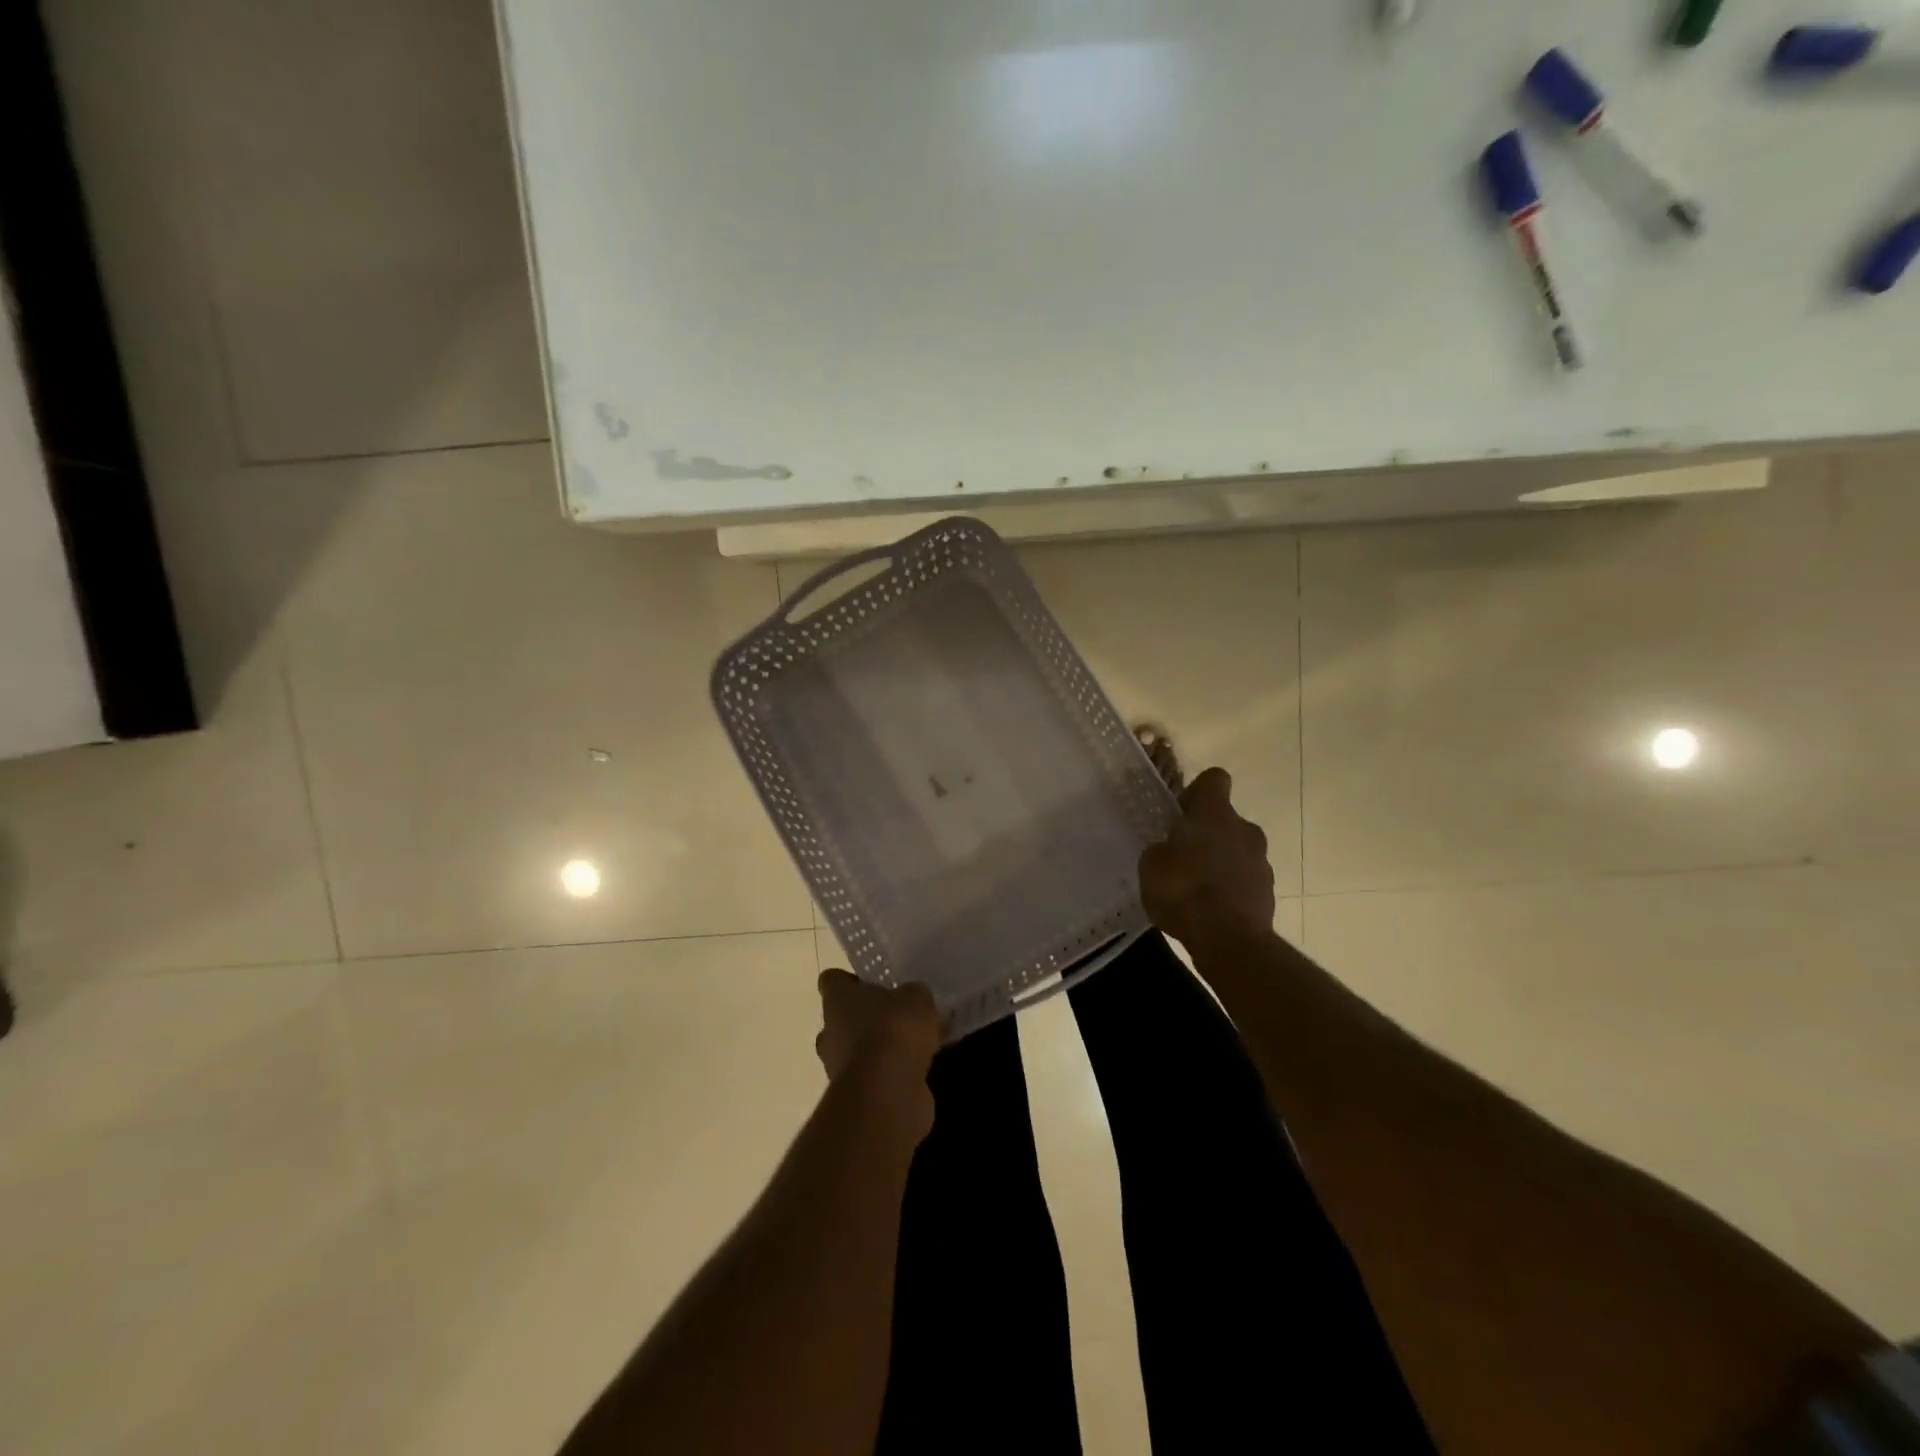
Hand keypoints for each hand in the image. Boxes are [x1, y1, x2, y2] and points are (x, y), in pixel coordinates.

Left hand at [815, 969, 942, 1084]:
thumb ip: (913, 995)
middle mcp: (830, 1032)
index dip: (850, 980)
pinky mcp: (855, 1095)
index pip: (832, 980)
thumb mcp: (916, 998)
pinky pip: (873, 1076)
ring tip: (916, 1045)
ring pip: (857, 1050)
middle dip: (867, 1018)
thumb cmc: (893, 1030)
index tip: (873, 983)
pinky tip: (919, 1069)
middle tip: (899, 1016)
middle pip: (843, 1019)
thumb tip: (913, 1000)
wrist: (887, 1091)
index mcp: (837, 1000)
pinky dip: (890, 1074)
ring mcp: (838, 1067)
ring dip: (880, 1049)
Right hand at [1139, 767, 1276, 947]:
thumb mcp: (1151, 866)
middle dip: (1206, 833)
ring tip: (1195, 889)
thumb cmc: (1184, 892)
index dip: (1196, 791)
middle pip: (1225, 819)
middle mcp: (1244, 829)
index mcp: (1215, 814)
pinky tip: (1209, 909)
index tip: (1181, 813)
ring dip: (1219, 862)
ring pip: (1237, 850)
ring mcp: (1261, 861)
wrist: (1230, 942)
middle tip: (1181, 857)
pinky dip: (1230, 887)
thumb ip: (1161, 849)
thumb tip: (1169, 850)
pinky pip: (1244, 879)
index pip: (1214, 779)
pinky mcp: (1269, 891)